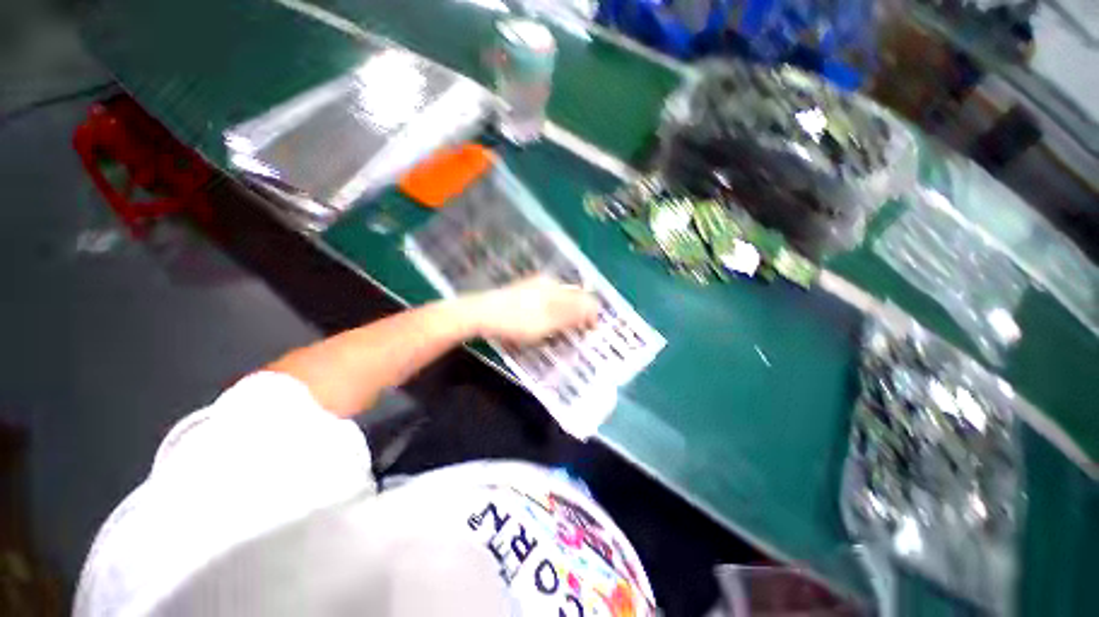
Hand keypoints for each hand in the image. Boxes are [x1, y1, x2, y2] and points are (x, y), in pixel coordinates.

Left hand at [463, 275, 598, 343]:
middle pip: (572, 299)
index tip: (589, 333)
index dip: (591, 315)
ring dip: (564, 318)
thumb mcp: (549, 321)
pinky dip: (550, 316)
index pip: (584, 297)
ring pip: (559, 302)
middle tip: (574, 335)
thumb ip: (573, 314)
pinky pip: (546, 304)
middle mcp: (548, 283)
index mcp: (556, 287)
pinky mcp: (523, 293)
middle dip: (578, 317)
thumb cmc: (518, 320)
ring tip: (559, 334)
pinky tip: (542, 326)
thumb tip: (595, 309)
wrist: (481, 314)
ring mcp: (534, 287)